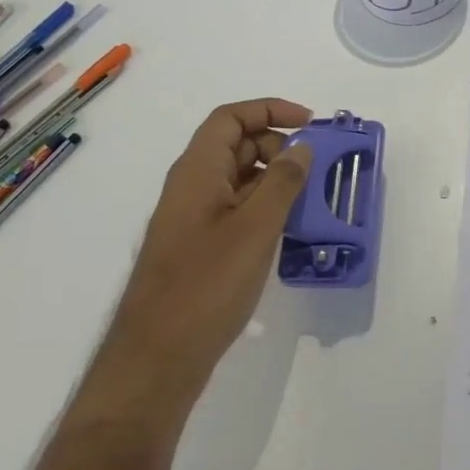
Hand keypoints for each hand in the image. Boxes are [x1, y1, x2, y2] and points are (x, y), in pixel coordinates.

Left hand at [84, 99, 313, 434]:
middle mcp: (191, 187)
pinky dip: (263, 207)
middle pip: (235, 145)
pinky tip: (288, 230)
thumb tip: (301, 148)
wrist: (156, 359)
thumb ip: (282, 182)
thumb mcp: (255, 228)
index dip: (269, 110)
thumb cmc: (206, 285)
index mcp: (197, 171)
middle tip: (313, 166)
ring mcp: (192, 219)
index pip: (231, 118)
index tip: (309, 122)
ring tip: (309, 198)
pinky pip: (234, 209)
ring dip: (273, 179)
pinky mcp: (198, 247)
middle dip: (277, 145)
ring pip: (237, 179)